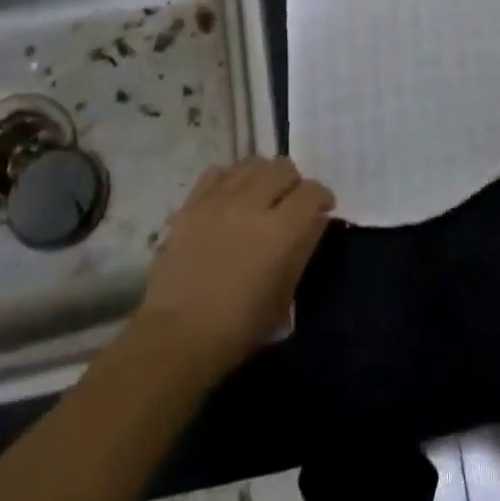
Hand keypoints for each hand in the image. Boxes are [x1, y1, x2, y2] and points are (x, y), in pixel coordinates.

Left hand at [134, 157, 333, 379]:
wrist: (176, 337)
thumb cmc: (238, 328)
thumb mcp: (284, 296)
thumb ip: (303, 249)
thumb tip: (315, 220)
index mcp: (280, 231)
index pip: (312, 192)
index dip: (322, 197)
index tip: (322, 208)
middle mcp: (251, 205)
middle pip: (283, 167)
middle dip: (294, 181)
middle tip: (290, 201)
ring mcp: (218, 200)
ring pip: (251, 163)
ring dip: (263, 175)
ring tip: (261, 193)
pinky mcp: (191, 204)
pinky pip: (217, 173)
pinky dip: (230, 179)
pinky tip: (230, 198)